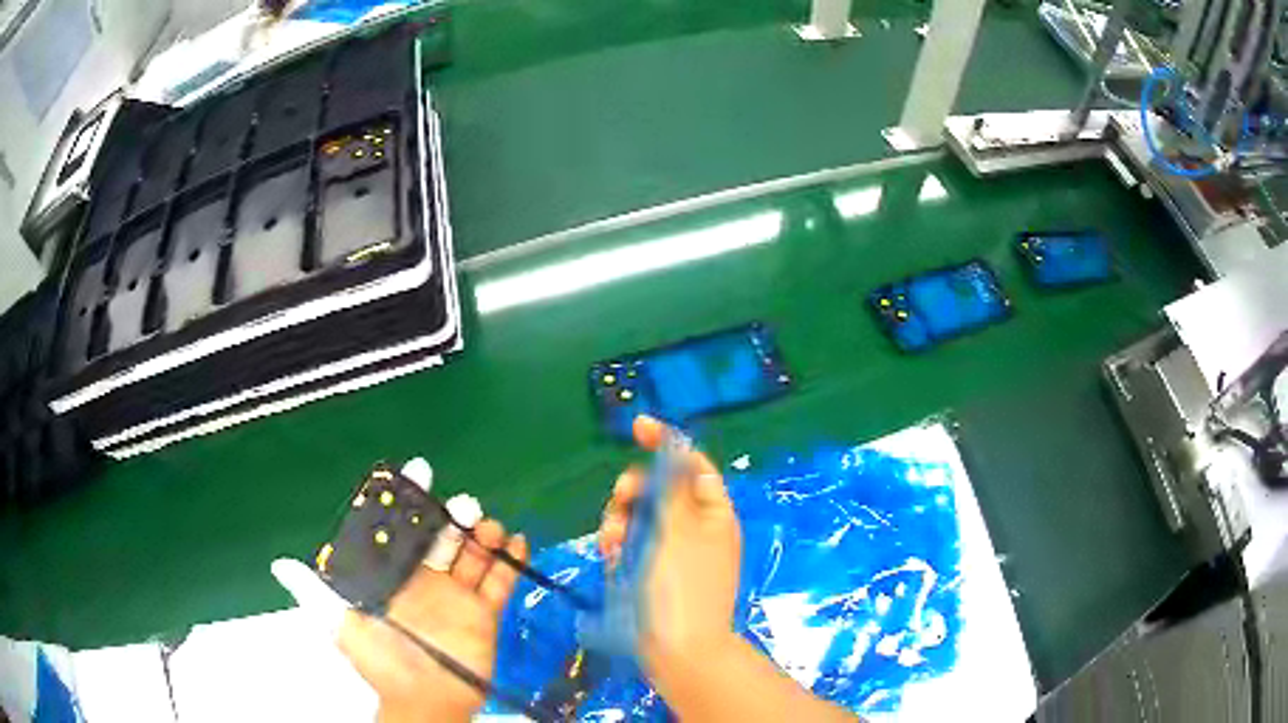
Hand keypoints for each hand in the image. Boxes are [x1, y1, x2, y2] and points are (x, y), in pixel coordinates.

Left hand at [273, 458, 526, 722]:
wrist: (424, 701)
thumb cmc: (382, 662)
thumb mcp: (343, 627)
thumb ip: (316, 594)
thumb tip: (279, 564)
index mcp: (393, 577)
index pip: (401, 531)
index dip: (409, 502)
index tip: (421, 471)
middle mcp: (425, 581)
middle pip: (441, 538)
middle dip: (453, 518)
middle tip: (465, 506)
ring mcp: (456, 596)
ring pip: (472, 555)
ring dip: (483, 536)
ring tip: (489, 526)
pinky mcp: (484, 614)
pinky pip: (500, 581)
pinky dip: (510, 561)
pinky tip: (516, 542)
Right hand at [597, 416, 742, 679]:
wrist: (679, 651)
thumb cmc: (682, 588)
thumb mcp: (678, 531)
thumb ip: (672, 487)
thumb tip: (675, 448)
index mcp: (713, 514)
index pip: (692, 465)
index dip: (667, 444)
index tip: (636, 428)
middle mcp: (694, 529)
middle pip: (659, 490)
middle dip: (635, 492)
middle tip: (621, 502)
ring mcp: (672, 553)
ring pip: (639, 518)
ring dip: (621, 522)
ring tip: (613, 544)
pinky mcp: (652, 574)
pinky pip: (632, 547)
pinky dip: (620, 547)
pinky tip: (611, 559)